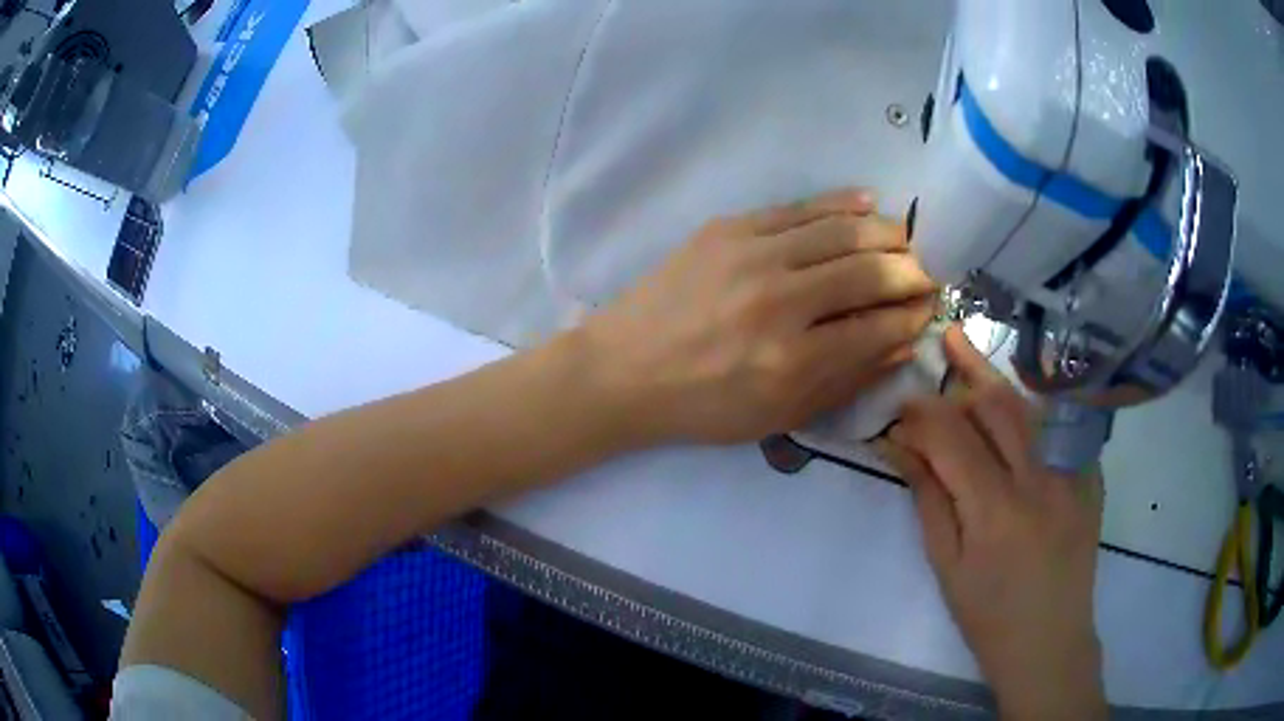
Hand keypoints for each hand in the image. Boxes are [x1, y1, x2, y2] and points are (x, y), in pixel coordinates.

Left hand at [579, 188, 936, 445]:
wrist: (623, 369)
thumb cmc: (702, 405)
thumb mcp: (778, 416)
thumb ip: (845, 380)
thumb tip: (902, 344)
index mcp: (792, 360)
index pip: (880, 327)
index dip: (914, 317)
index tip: (929, 311)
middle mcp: (779, 300)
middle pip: (870, 271)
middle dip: (911, 272)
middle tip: (925, 275)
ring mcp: (752, 255)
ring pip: (842, 230)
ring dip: (886, 232)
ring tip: (905, 240)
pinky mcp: (728, 228)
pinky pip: (799, 206)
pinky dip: (841, 203)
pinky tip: (868, 203)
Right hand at [882, 327, 1106, 720]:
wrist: (1050, 640)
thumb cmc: (988, 616)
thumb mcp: (947, 566)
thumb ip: (928, 498)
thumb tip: (900, 446)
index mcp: (996, 511)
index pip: (952, 437)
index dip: (922, 413)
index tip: (901, 404)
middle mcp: (1039, 480)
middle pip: (998, 405)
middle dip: (964, 370)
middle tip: (940, 343)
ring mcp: (1072, 474)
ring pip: (1031, 407)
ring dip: (996, 378)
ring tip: (970, 350)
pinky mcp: (1091, 476)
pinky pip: (1058, 427)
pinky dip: (1030, 408)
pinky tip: (1013, 402)